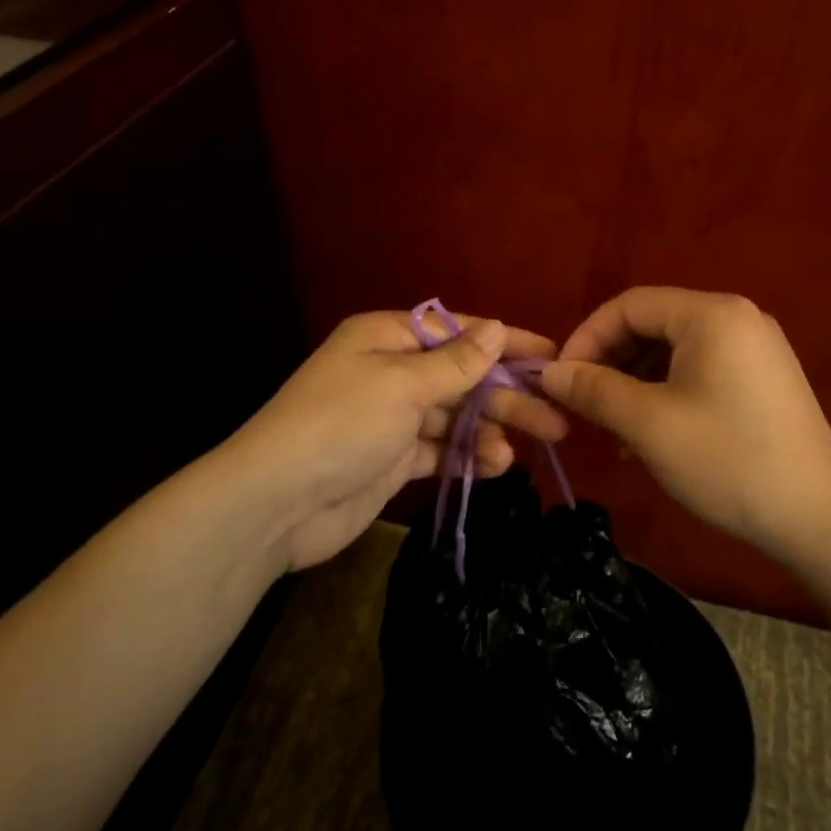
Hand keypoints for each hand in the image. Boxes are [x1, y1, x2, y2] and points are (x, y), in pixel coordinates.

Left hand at [220, 310, 567, 569]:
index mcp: (387, 337)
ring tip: (520, 451)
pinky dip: (466, 457)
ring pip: (454, 417)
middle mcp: (390, 371)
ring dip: (488, 431)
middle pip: (461, 377)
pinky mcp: (392, 459)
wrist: (276, 503)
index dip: (505, 342)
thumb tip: (498, 326)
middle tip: (554, 418)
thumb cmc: (342, 424)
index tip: (551, 355)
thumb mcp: (403, 384)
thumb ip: (456, 362)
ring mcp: (391, 418)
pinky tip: (495, 466)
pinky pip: (440, 450)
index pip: (458, 331)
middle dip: (505, 396)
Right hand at [539, 287, 830, 559]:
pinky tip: (649, 436)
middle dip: (610, 362)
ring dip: (635, 382)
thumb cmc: (727, 461)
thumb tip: (548, 373)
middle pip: (653, 325)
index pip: (629, 305)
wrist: (819, 521)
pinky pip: (700, 371)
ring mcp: (756, 349)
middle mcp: (737, 318)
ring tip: (613, 428)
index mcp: (712, 314)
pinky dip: (666, 393)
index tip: (560, 379)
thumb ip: (593, 390)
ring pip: (674, 352)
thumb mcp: (648, 424)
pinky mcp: (763, 379)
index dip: (586, 337)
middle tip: (584, 405)